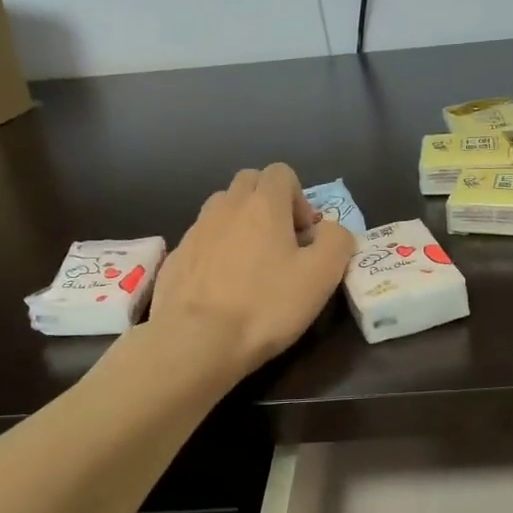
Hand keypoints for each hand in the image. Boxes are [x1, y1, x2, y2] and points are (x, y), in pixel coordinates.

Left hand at [152, 164, 354, 377]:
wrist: (196, 340)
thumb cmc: (266, 305)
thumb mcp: (322, 275)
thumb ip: (336, 240)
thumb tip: (330, 230)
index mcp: (263, 204)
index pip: (281, 172)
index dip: (298, 198)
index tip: (304, 235)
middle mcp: (226, 207)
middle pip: (249, 183)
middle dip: (268, 203)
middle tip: (281, 244)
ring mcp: (195, 230)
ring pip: (222, 209)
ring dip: (240, 224)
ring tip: (250, 264)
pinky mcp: (175, 257)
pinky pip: (202, 240)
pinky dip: (216, 251)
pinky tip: (223, 287)